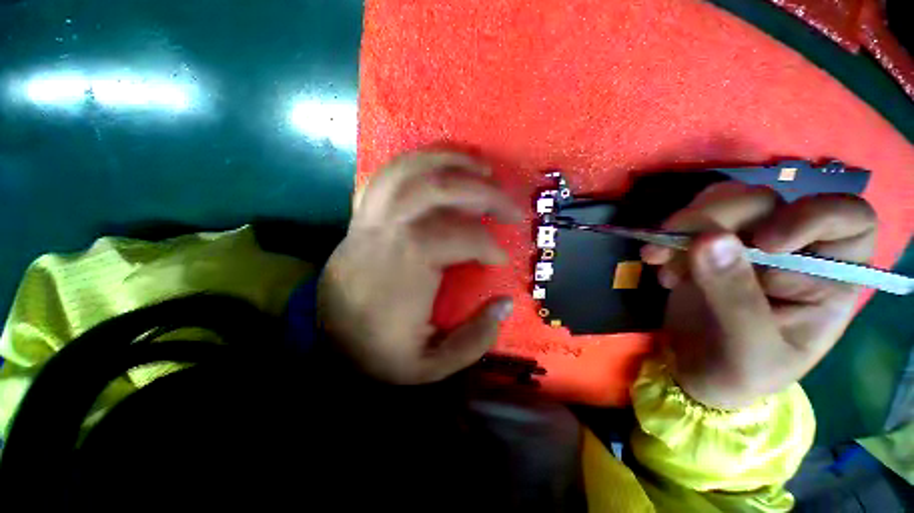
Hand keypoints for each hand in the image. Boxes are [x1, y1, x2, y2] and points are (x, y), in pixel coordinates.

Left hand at [317, 151, 521, 383]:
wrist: (326, 343)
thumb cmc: (378, 353)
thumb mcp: (431, 366)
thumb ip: (474, 340)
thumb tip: (505, 303)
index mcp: (406, 267)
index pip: (458, 236)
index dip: (488, 244)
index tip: (501, 259)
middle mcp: (387, 232)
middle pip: (439, 189)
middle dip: (483, 192)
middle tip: (510, 207)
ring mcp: (370, 218)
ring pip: (411, 170)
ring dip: (452, 162)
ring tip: (483, 169)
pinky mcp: (361, 216)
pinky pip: (388, 175)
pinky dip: (418, 161)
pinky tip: (441, 165)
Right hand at [641, 182, 876, 408]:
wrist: (698, 372)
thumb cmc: (741, 373)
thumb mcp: (748, 348)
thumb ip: (735, 297)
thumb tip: (707, 239)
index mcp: (828, 278)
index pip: (848, 220)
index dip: (812, 216)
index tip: (764, 243)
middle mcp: (793, 251)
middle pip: (769, 203)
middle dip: (719, 217)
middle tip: (676, 241)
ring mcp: (746, 245)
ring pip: (726, 202)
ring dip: (685, 222)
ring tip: (657, 256)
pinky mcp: (708, 247)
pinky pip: (691, 219)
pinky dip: (667, 234)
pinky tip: (656, 260)